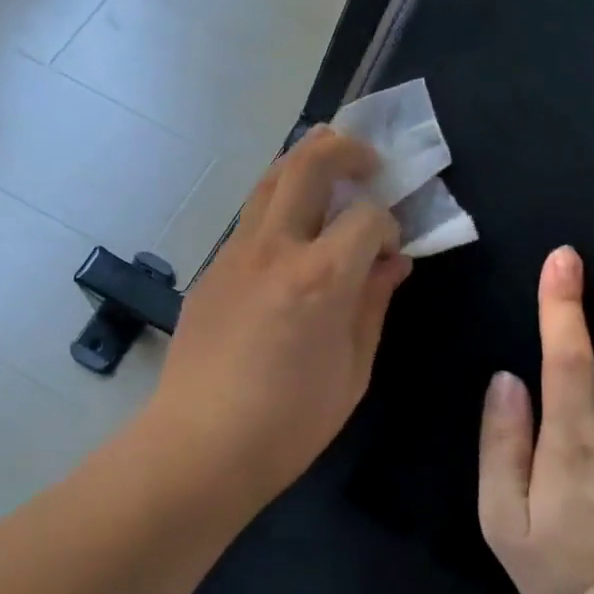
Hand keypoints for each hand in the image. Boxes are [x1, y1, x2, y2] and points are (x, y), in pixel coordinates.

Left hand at [138, 127, 412, 511]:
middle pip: (308, 163)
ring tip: (330, 178)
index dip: (389, 223)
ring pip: (269, 180)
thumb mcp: (353, 371)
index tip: (393, 248)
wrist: (200, 444)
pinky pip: (249, 219)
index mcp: (321, 277)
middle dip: (345, 149)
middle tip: (368, 162)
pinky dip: (277, 206)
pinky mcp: (211, 269)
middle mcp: (275, 248)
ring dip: (304, 165)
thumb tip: (393, 263)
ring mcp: (235, 253)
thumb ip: (374, 305)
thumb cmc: (289, 423)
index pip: (367, 216)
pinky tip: (290, 238)